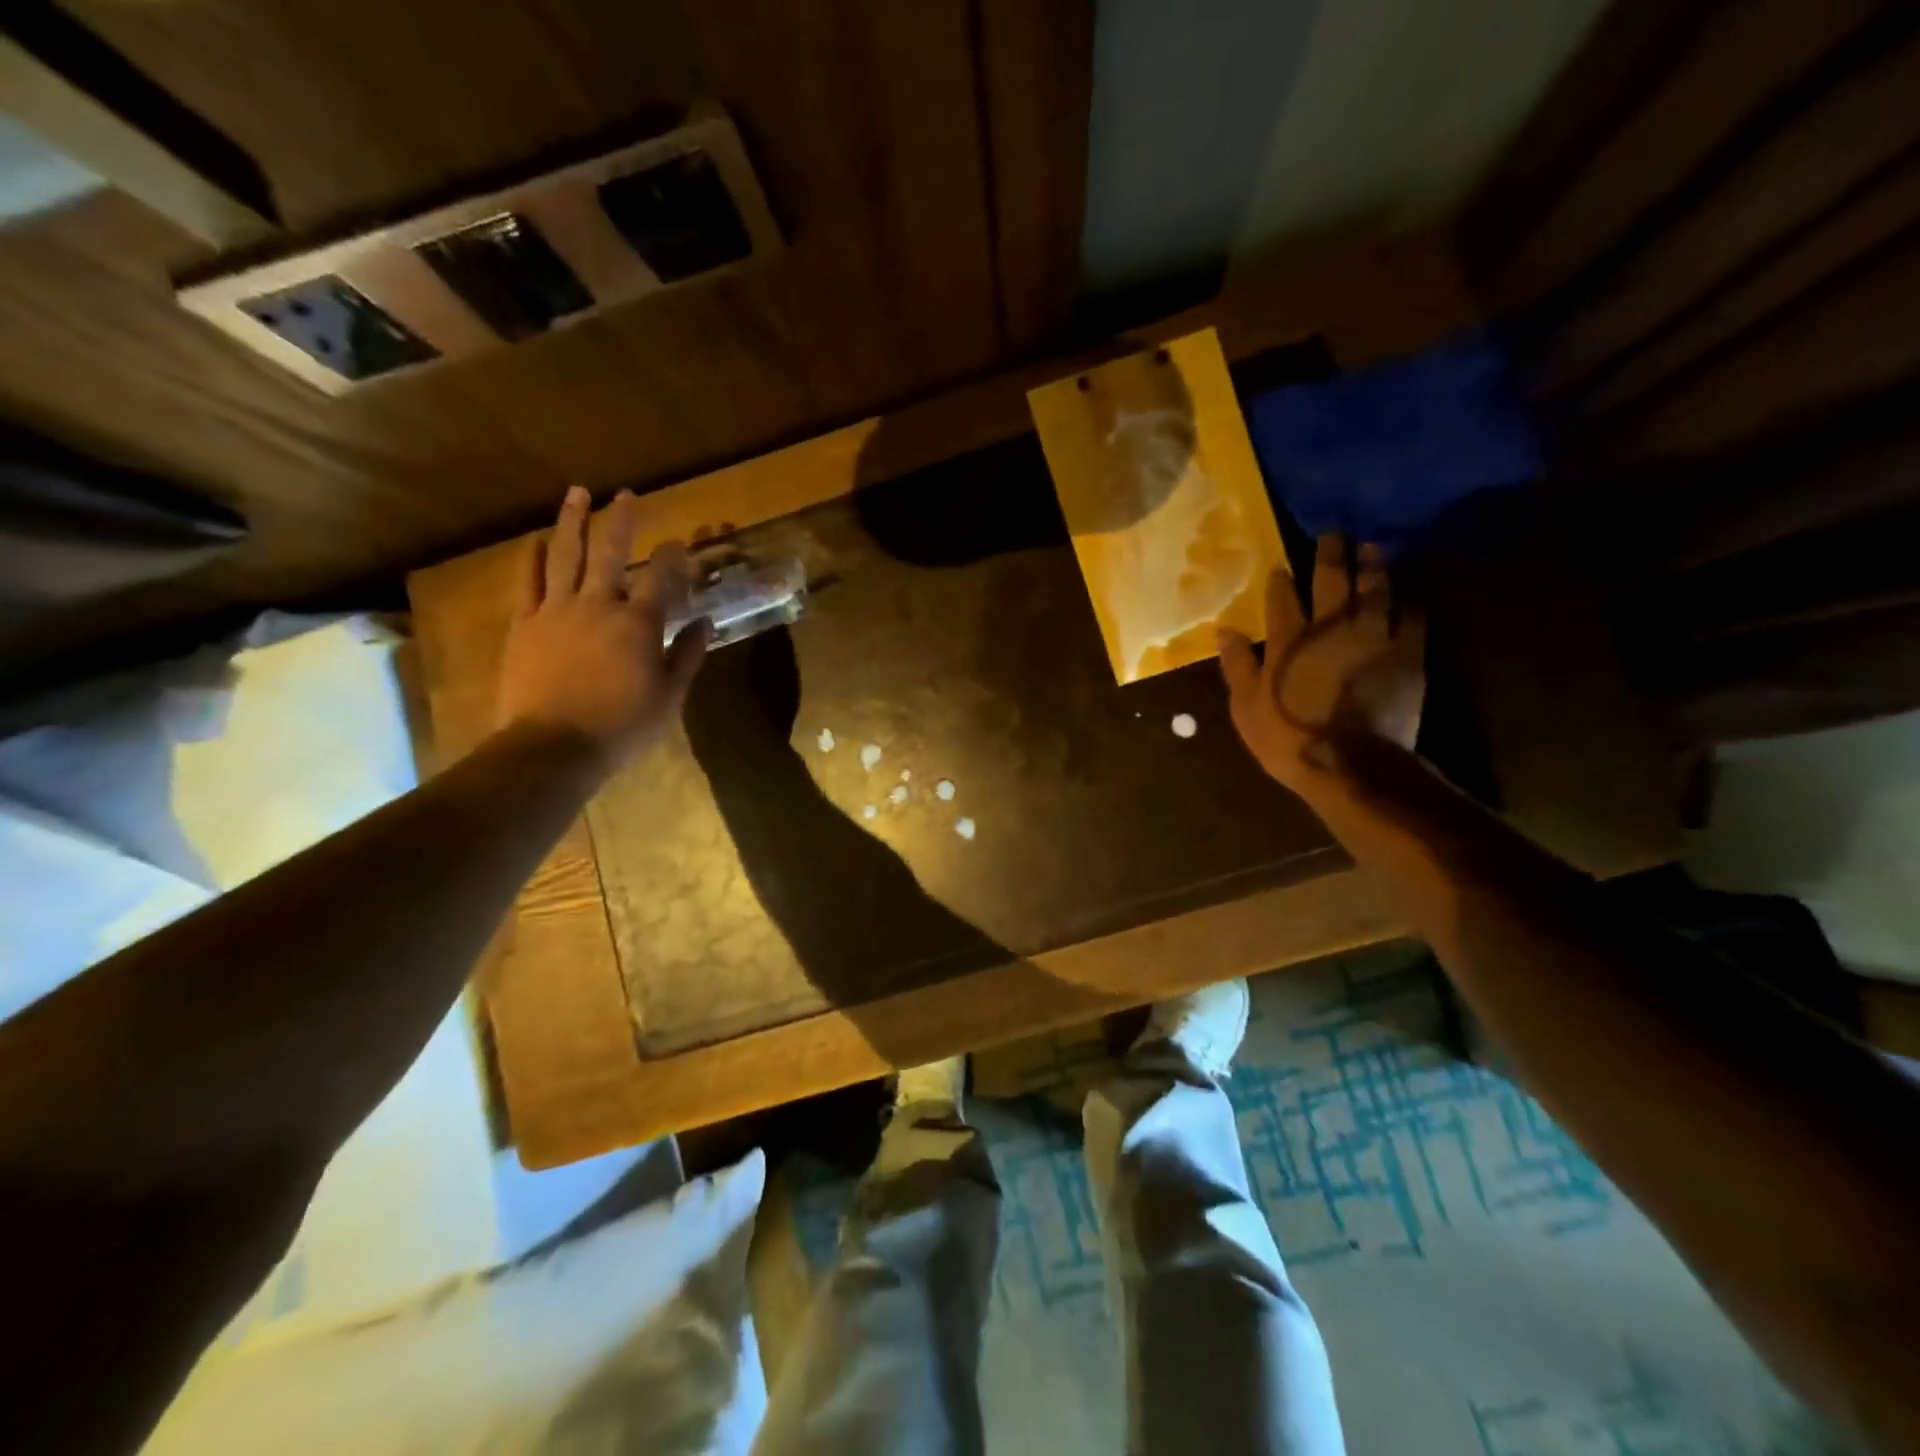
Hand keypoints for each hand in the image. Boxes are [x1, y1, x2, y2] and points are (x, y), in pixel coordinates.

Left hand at [495, 486, 711, 767]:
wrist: (554, 746)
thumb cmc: (622, 726)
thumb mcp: (670, 697)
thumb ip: (688, 655)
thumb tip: (707, 623)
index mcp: (639, 624)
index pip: (661, 578)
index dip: (672, 556)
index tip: (678, 540)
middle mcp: (599, 605)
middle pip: (610, 552)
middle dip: (621, 520)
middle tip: (626, 494)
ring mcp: (557, 610)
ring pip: (565, 555)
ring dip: (572, 521)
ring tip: (577, 493)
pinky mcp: (525, 624)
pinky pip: (528, 582)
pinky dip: (532, 558)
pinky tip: (536, 541)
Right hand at [1218, 536, 1424, 796]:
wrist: (1350, 763)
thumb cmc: (1288, 737)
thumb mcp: (1246, 707)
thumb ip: (1237, 665)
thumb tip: (1225, 630)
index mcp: (1289, 639)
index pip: (1282, 597)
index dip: (1281, 579)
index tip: (1280, 566)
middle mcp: (1331, 627)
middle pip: (1331, 581)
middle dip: (1330, 555)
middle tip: (1332, 535)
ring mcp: (1373, 637)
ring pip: (1374, 590)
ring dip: (1372, 566)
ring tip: (1372, 548)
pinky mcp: (1407, 654)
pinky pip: (1412, 618)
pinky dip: (1408, 603)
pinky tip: (1407, 596)